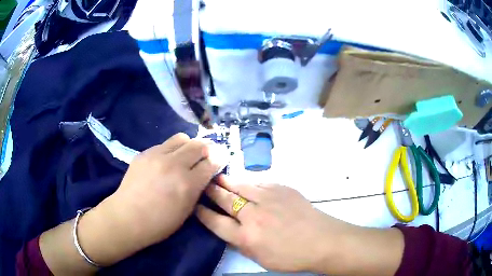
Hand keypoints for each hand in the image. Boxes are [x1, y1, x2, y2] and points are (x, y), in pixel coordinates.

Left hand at [107, 133, 221, 246]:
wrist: (127, 216)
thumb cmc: (160, 222)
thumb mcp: (187, 210)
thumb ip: (198, 188)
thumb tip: (205, 172)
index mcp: (187, 184)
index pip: (211, 162)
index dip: (219, 159)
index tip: (221, 158)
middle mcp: (174, 165)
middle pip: (199, 144)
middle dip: (208, 148)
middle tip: (207, 154)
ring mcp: (157, 155)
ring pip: (182, 138)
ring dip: (189, 145)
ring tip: (186, 155)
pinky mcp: (144, 152)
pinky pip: (164, 144)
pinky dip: (172, 150)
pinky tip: (167, 161)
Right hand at [196, 175, 344, 271]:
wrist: (321, 240)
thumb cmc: (291, 256)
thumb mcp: (260, 258)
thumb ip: (242, 244)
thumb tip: (230, 231)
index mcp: (246, 237)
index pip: (215, 222)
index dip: (203, 213)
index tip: (195, 205)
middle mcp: (253, 215)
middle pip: (225, 199)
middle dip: (211, 191)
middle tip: (203, 183)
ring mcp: (268, 199)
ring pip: (240, 186)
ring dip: (227, 182)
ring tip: (217, 177)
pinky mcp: (281, 189)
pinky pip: (259, 183)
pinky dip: (249, 183)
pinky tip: (246, 183)